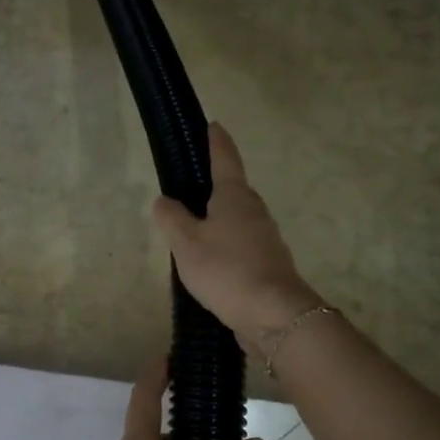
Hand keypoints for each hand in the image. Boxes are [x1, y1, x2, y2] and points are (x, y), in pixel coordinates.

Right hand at [152, 122, 322, 342]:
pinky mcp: (268, 263)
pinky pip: (241, 243)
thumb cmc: (226, 269)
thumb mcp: (186, 242)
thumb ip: (172, 218)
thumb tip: (165, 200)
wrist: (274, 314)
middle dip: (212, 187)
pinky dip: (225, 245)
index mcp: (234, 196)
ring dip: (217, 220)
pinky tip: (210, 261)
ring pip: (236, 219)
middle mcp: (254, 210)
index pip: (224, 158)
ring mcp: (265, 237)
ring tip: (191, 232)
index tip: (213, 125)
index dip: (216, 141)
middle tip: (187, 189)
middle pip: (231, 190)